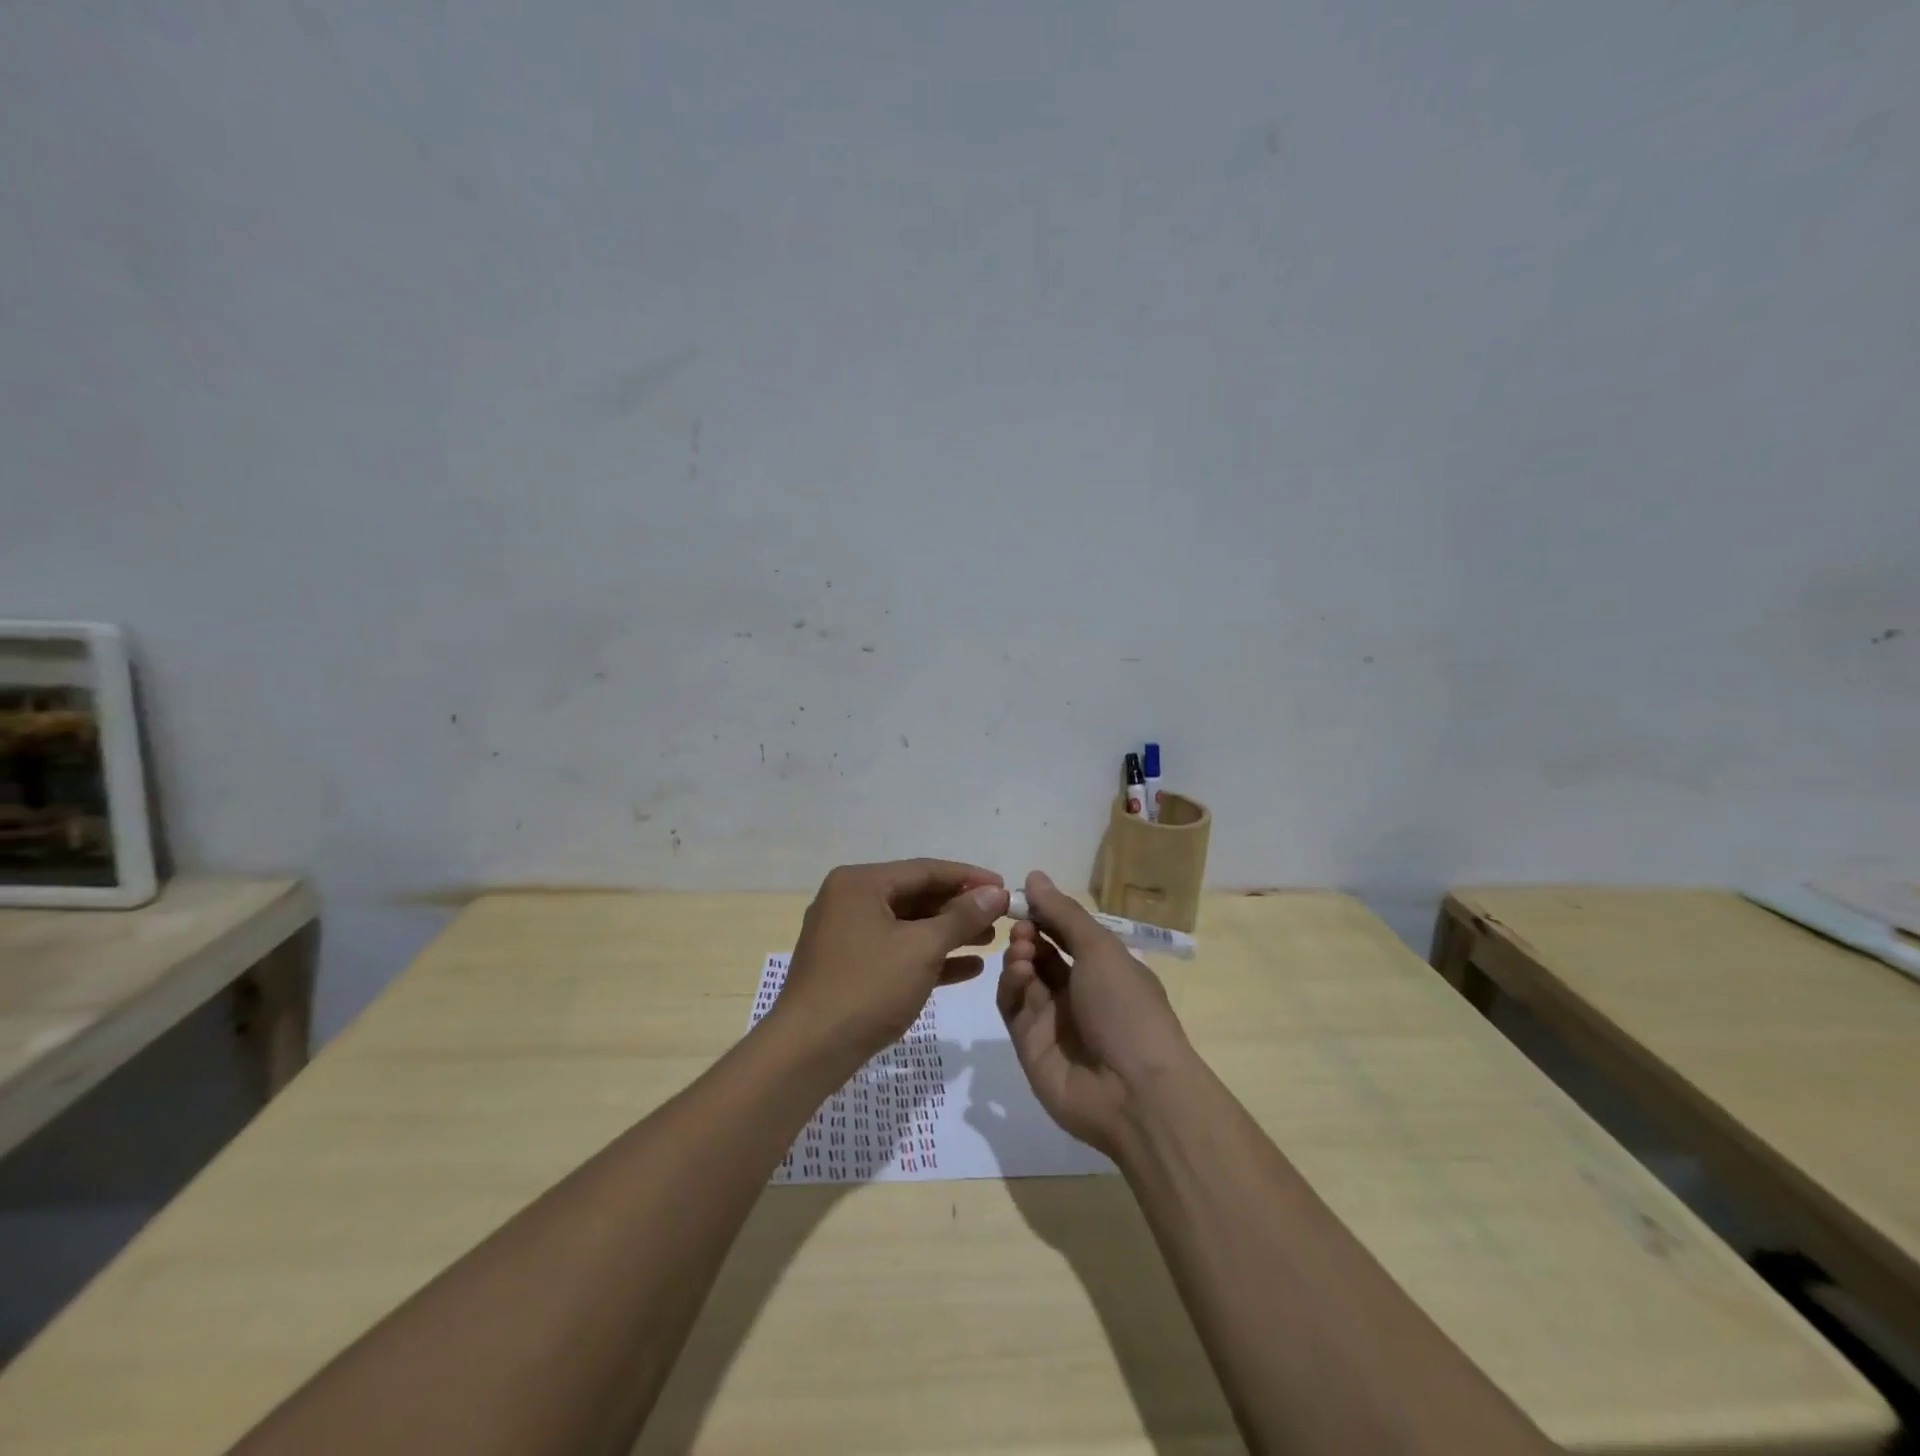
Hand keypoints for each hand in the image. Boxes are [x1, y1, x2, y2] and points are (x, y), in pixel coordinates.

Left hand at [771, 859, 1007, 1071]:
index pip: (925, 870)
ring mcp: (847, 935)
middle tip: (1001, 918)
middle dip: (960, 908)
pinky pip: (897, 952)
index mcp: (861, 883)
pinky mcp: (850, 967)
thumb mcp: (921, 948)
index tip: (1005, 887)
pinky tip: (967, 969)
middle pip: (916, 896)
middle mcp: (850, 900)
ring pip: (908, 926)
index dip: (969, 878)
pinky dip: (929, 958)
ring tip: (990, 941)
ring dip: (949, 933)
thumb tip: (995, 893)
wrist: (808, 1052)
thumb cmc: (867, 987)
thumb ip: (961, 917)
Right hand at [998, 871, 1196, 1155]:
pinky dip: (1011, 985)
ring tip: (1022, 951)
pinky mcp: (1029, 1045)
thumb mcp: (1100, 950)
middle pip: (1042, 954)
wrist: (1133, 1091)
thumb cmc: (1126, 1007)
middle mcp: (1079, 992)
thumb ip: (1063, 914)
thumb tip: (1034, 876)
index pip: (1068, 934)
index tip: (1023, 896)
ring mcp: (1053, 1020)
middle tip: (1022, 927)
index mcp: (1105, 969)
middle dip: (1029, 934)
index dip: (1046, 914)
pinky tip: (1018, 974)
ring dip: (1019, 957)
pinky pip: (1012, 1007)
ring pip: (1023, 978)